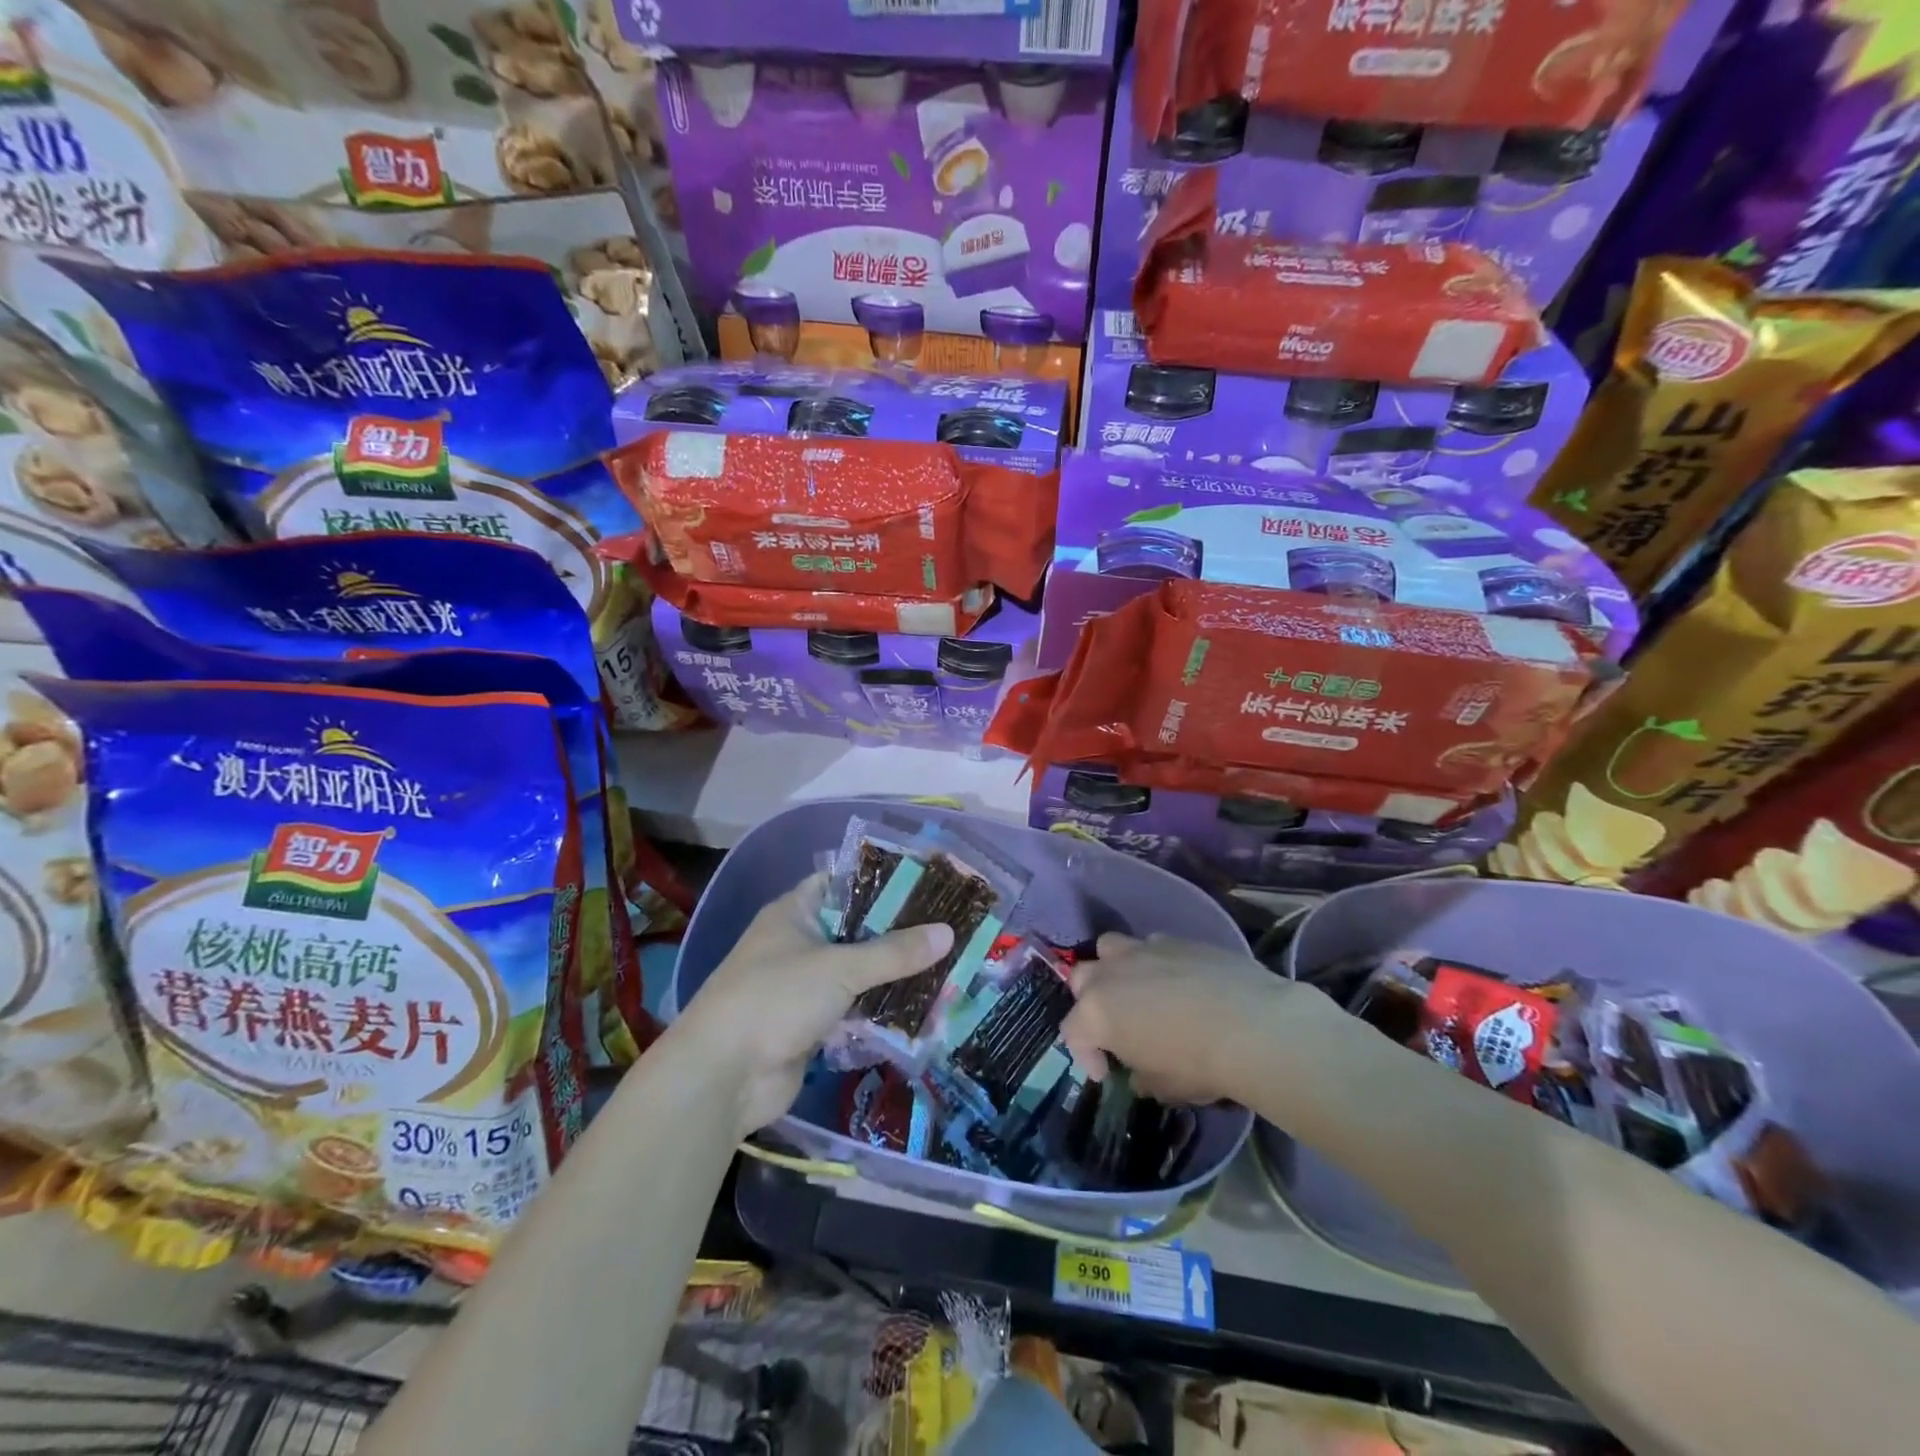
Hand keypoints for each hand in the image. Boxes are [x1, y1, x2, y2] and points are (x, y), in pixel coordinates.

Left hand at [674, 875, 953, 1137]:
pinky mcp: (812, 1025)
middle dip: (898, 933)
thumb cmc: (775, 999)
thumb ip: (894, 952)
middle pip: (857, 930)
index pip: (845, 883)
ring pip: (859, 973)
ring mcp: (804, 986)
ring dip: (894, 975)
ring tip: (947, 966)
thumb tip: (949, 932)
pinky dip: (882, 1010)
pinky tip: (923, 1009)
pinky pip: (855, 1010)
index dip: (883, 881)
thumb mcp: (839, 968)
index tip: (928, 883)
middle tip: (949, 927)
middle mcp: (800, 943)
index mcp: (795, 913)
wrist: (722, 1077)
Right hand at [1060, 933, 1316, 1105]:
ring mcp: (1142, 949)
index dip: (1086, 1056)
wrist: (1253, 1025)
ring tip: (1138, 991)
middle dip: (1091, 1001)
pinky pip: (1152, 945)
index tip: (1107, 1073)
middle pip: (1081, 979)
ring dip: (1115, 968)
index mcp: (1096, 1012)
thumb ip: (1142, 1076)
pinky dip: (1156, 962)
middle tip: (1116, 1025)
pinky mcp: (1175, 939)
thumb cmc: (1199, 1064)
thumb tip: (1140, 1073)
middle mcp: (1110, 973)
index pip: (1073, 1032)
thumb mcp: (1164, 1086)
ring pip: (1110, 948)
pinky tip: (1179, 982)